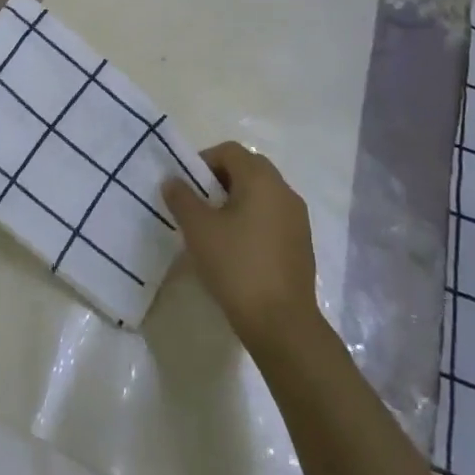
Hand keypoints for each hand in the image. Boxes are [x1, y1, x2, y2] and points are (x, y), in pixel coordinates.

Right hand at [162, 142, 318, 350]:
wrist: (282, 323)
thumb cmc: (236, 266)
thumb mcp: (198, 229)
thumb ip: (181, 198)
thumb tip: (172, 180)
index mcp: (261, 179)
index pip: (229, 151)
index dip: (203, 161)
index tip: (186, 187)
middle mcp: (284, 191)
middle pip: (248, 169)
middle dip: (219, 180)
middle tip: (198, 204)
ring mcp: (297, 218)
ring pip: (261, 194)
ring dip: (236, 200)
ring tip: (214, 228)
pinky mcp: (302, 243)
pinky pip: (272, 216)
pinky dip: (252, 220)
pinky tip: (236, 249)